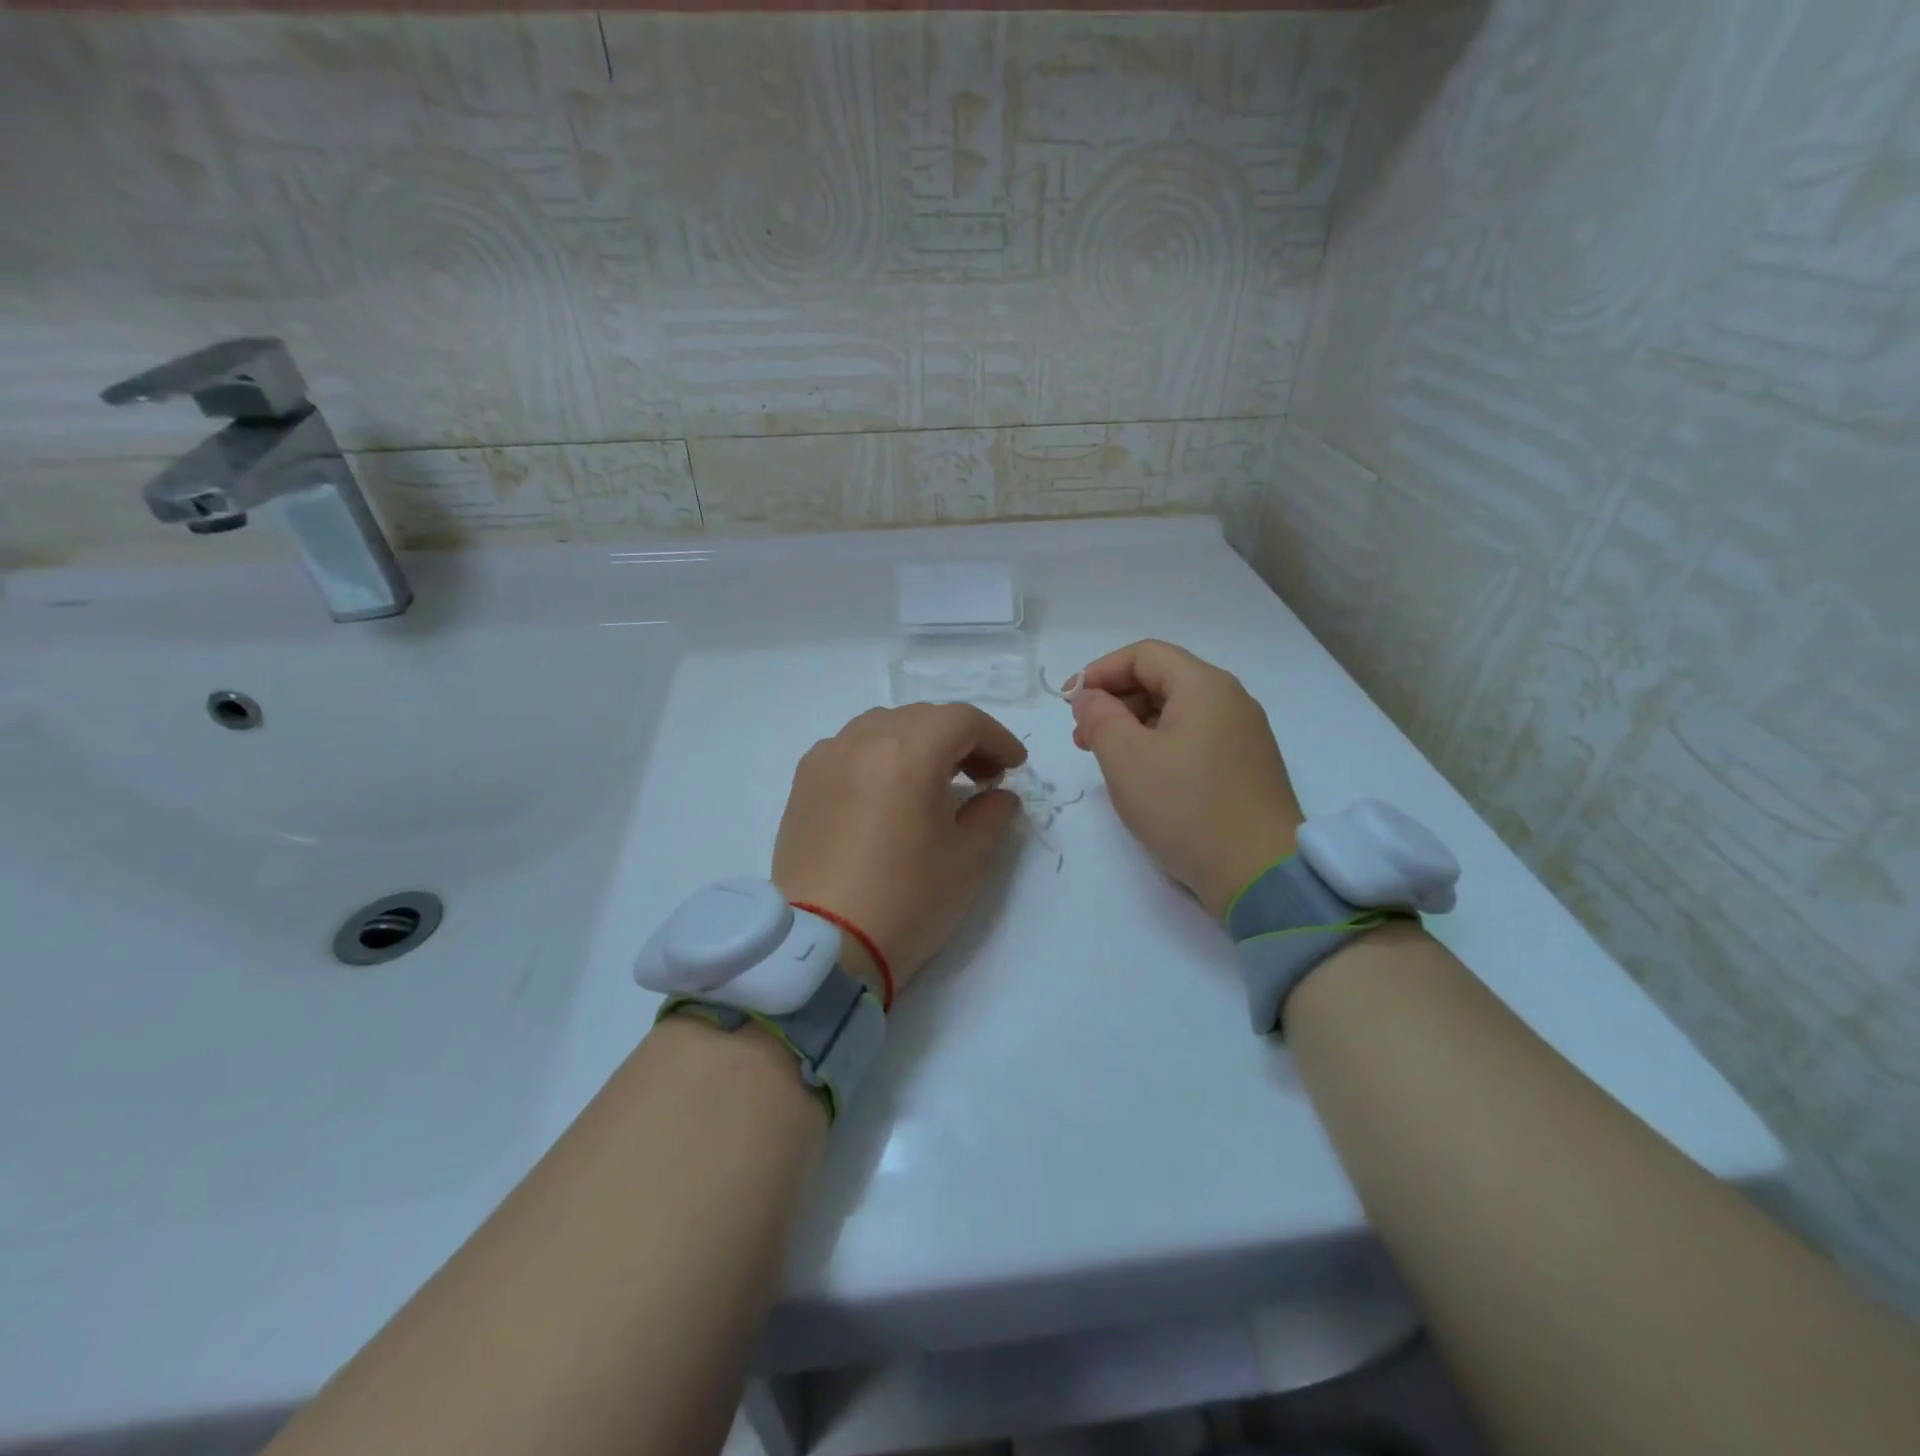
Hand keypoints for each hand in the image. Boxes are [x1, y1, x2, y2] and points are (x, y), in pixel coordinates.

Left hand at [773, 703, 1027, 999]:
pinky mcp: (804, 782)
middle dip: (960, 740)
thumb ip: (992, 814)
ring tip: (934, 781)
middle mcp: (862, 740)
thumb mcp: (968, 859)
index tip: (1014, 768)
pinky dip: (879, 756)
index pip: (962, 720)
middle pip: (922, 718)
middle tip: (982, 777)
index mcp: (908, 752)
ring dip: (918, 743)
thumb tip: (998, 795)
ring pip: (883, 727)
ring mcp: (827, 758)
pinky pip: (850, 748)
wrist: (824, 945)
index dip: (997, 738)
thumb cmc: (907, 900)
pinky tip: (887, 792)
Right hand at [1070, 640, 1303, 919]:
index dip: (1099, 671)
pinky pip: (1193, 739)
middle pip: (1162, 680)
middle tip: (1082, 737)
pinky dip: (1159, 746)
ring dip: (1134, 726)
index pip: (1144, 655)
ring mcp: (1243, 735)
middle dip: (1114, 700)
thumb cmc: (1186, 807)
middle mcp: (1230, 700)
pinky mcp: (1245, 767)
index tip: (1068, 702)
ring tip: (1106, 760)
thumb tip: (1089, 697)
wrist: (1259, 874)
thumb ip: (1099, 717)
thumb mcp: (1126, 758)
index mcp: (1205, 686)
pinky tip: (1142, 777)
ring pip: (1176, 712)